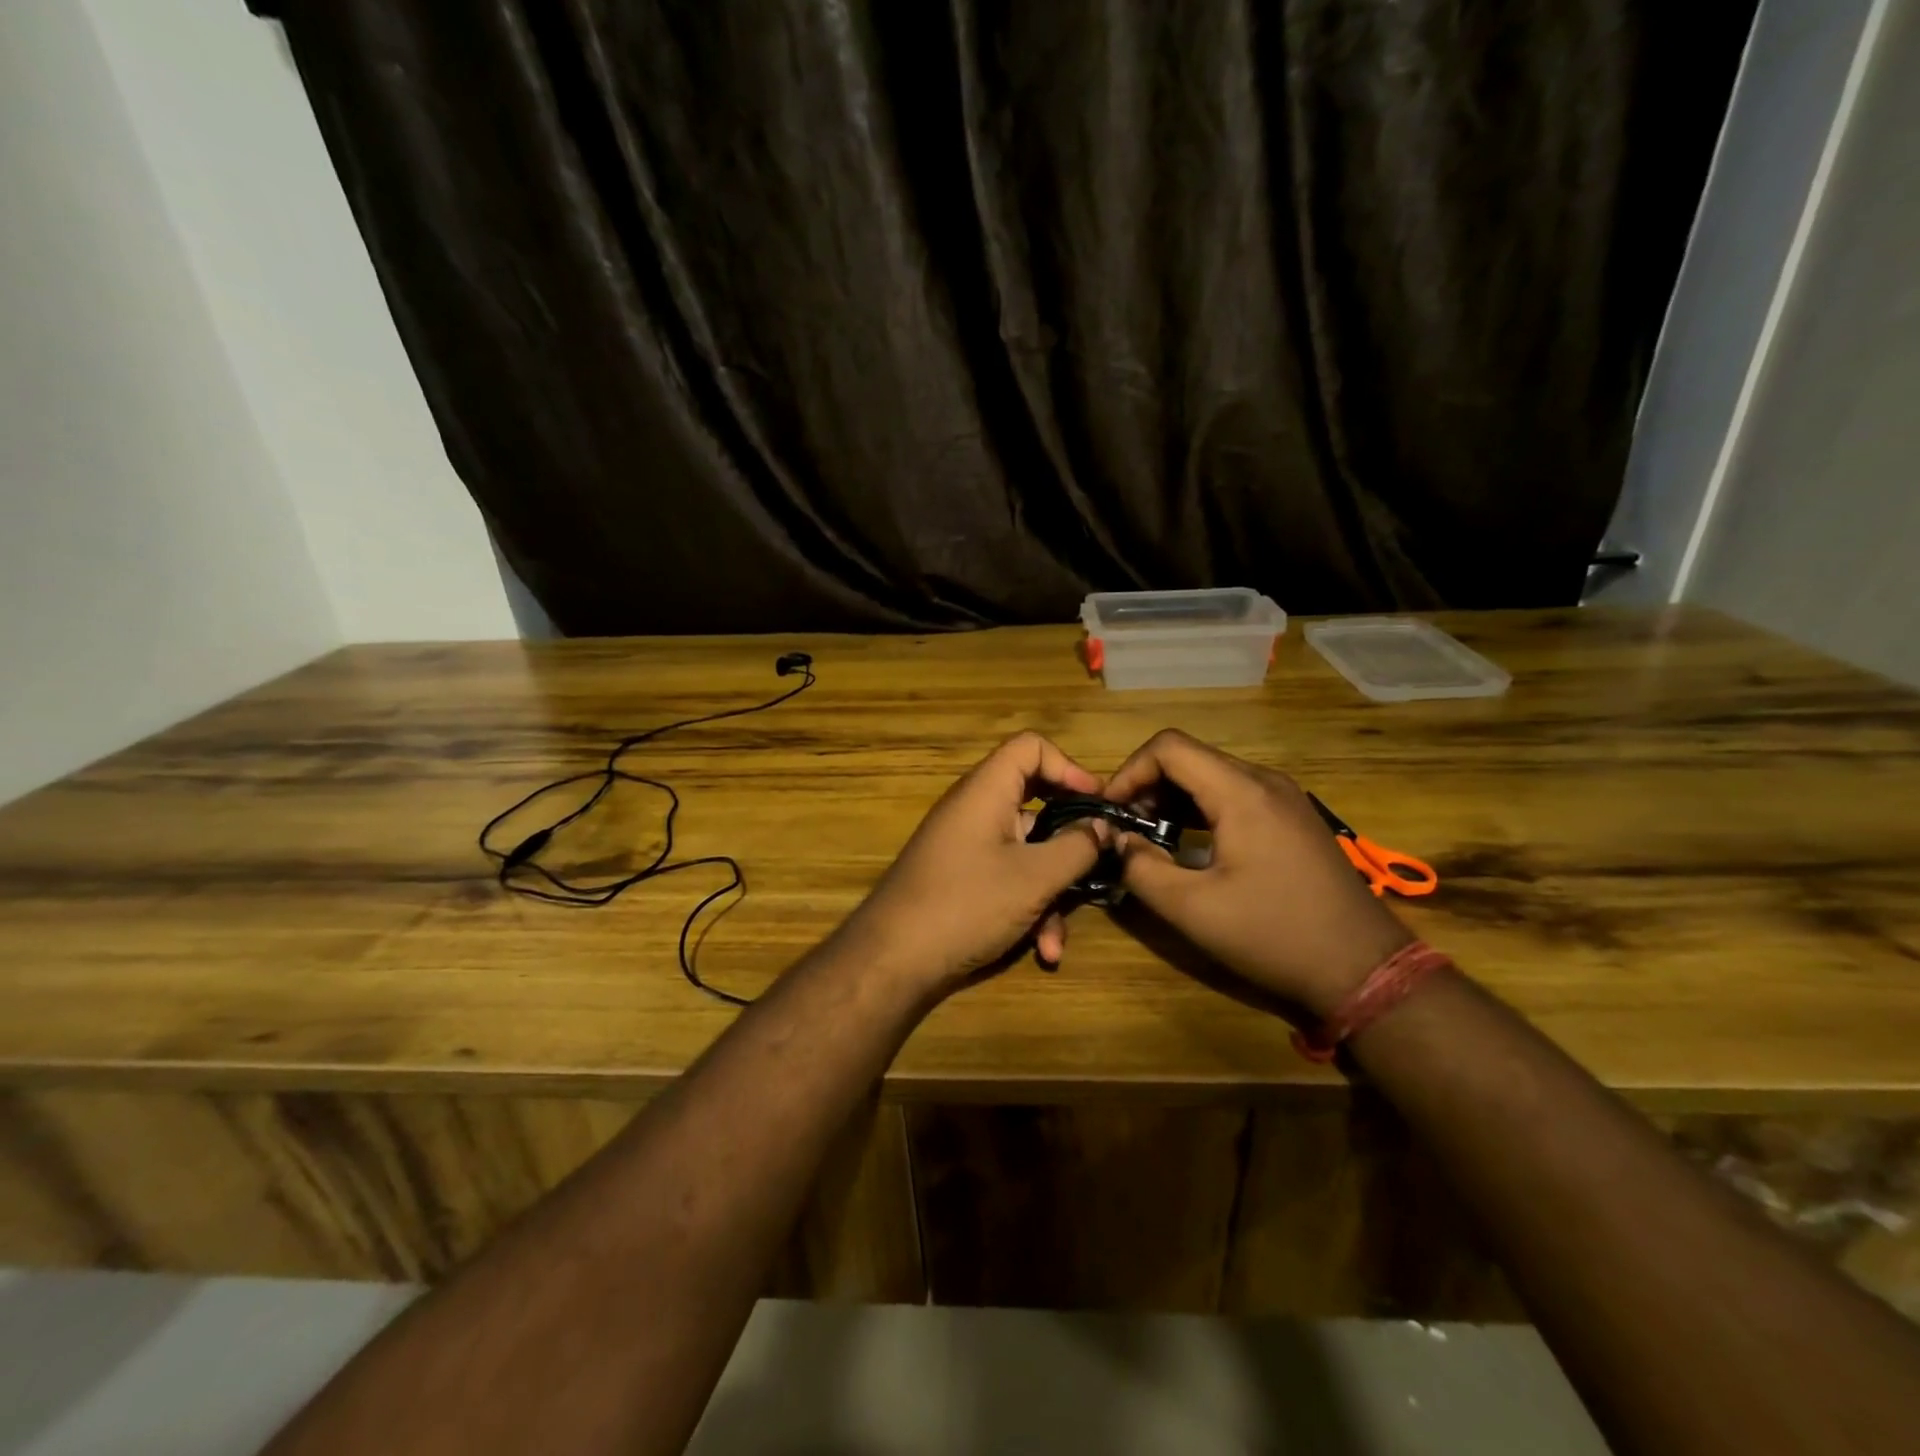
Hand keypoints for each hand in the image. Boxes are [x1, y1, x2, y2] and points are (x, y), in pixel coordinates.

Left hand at [844, 733, 1106, 995]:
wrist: (893, 961)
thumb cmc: (967, 904)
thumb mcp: (1035, 877)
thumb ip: (1077, 846)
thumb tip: (1103, 826)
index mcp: (986, 791)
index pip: (1030, 748)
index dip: (1069, 767)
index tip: (1099, 803)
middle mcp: (975, 810)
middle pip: (1035, 803)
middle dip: (1070, 841)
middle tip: (1100, 861)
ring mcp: (967, 846)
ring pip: (1026, 852)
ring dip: (1050, 892)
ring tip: (1056, 939)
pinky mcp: (963, 880)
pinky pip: (1007, 878)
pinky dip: (1027, 907)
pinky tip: (1041, 949)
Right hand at [1105, 730, 1412, 1015]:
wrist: (1363, 966)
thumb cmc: (1274, 935)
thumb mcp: (1193, 909)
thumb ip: (1141, 869)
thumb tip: (1119, 842)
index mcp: (1241, 792)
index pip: (1169, 748)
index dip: (1129, 772)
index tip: (1111, 812)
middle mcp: (1264, 781)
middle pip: (1189, 757)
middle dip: (1147, 785)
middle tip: (1126, 828)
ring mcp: (1283, 797)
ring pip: (1211, 773)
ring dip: (1172, 797)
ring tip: (1150, 837)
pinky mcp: (1292, 816)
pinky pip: (1234, 793)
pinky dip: (1200, 808)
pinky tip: (1188, 843)